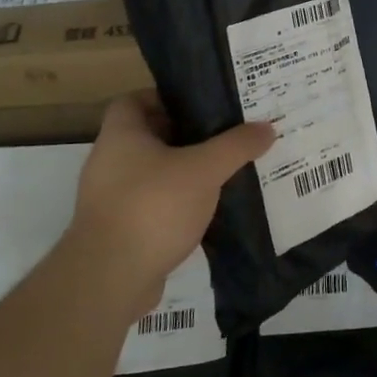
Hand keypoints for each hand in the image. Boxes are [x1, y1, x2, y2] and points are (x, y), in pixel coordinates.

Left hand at [57, 92, 273, 319]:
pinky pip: (152, 205)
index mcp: (120, 135)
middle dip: (185, 136)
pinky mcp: (119, 230)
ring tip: (223, 173)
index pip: (134, 100)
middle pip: (148, 137)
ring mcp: (110, 198)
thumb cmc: (153, 207)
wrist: (110, 278)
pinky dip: (176, 204)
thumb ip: (236, 147)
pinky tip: (207, 211)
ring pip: (153, 174)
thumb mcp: (204, 170)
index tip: (200, 105)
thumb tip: (266, 128)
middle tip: (224, 137)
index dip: (164, 98)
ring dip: (183, 173)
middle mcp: (109, 161)